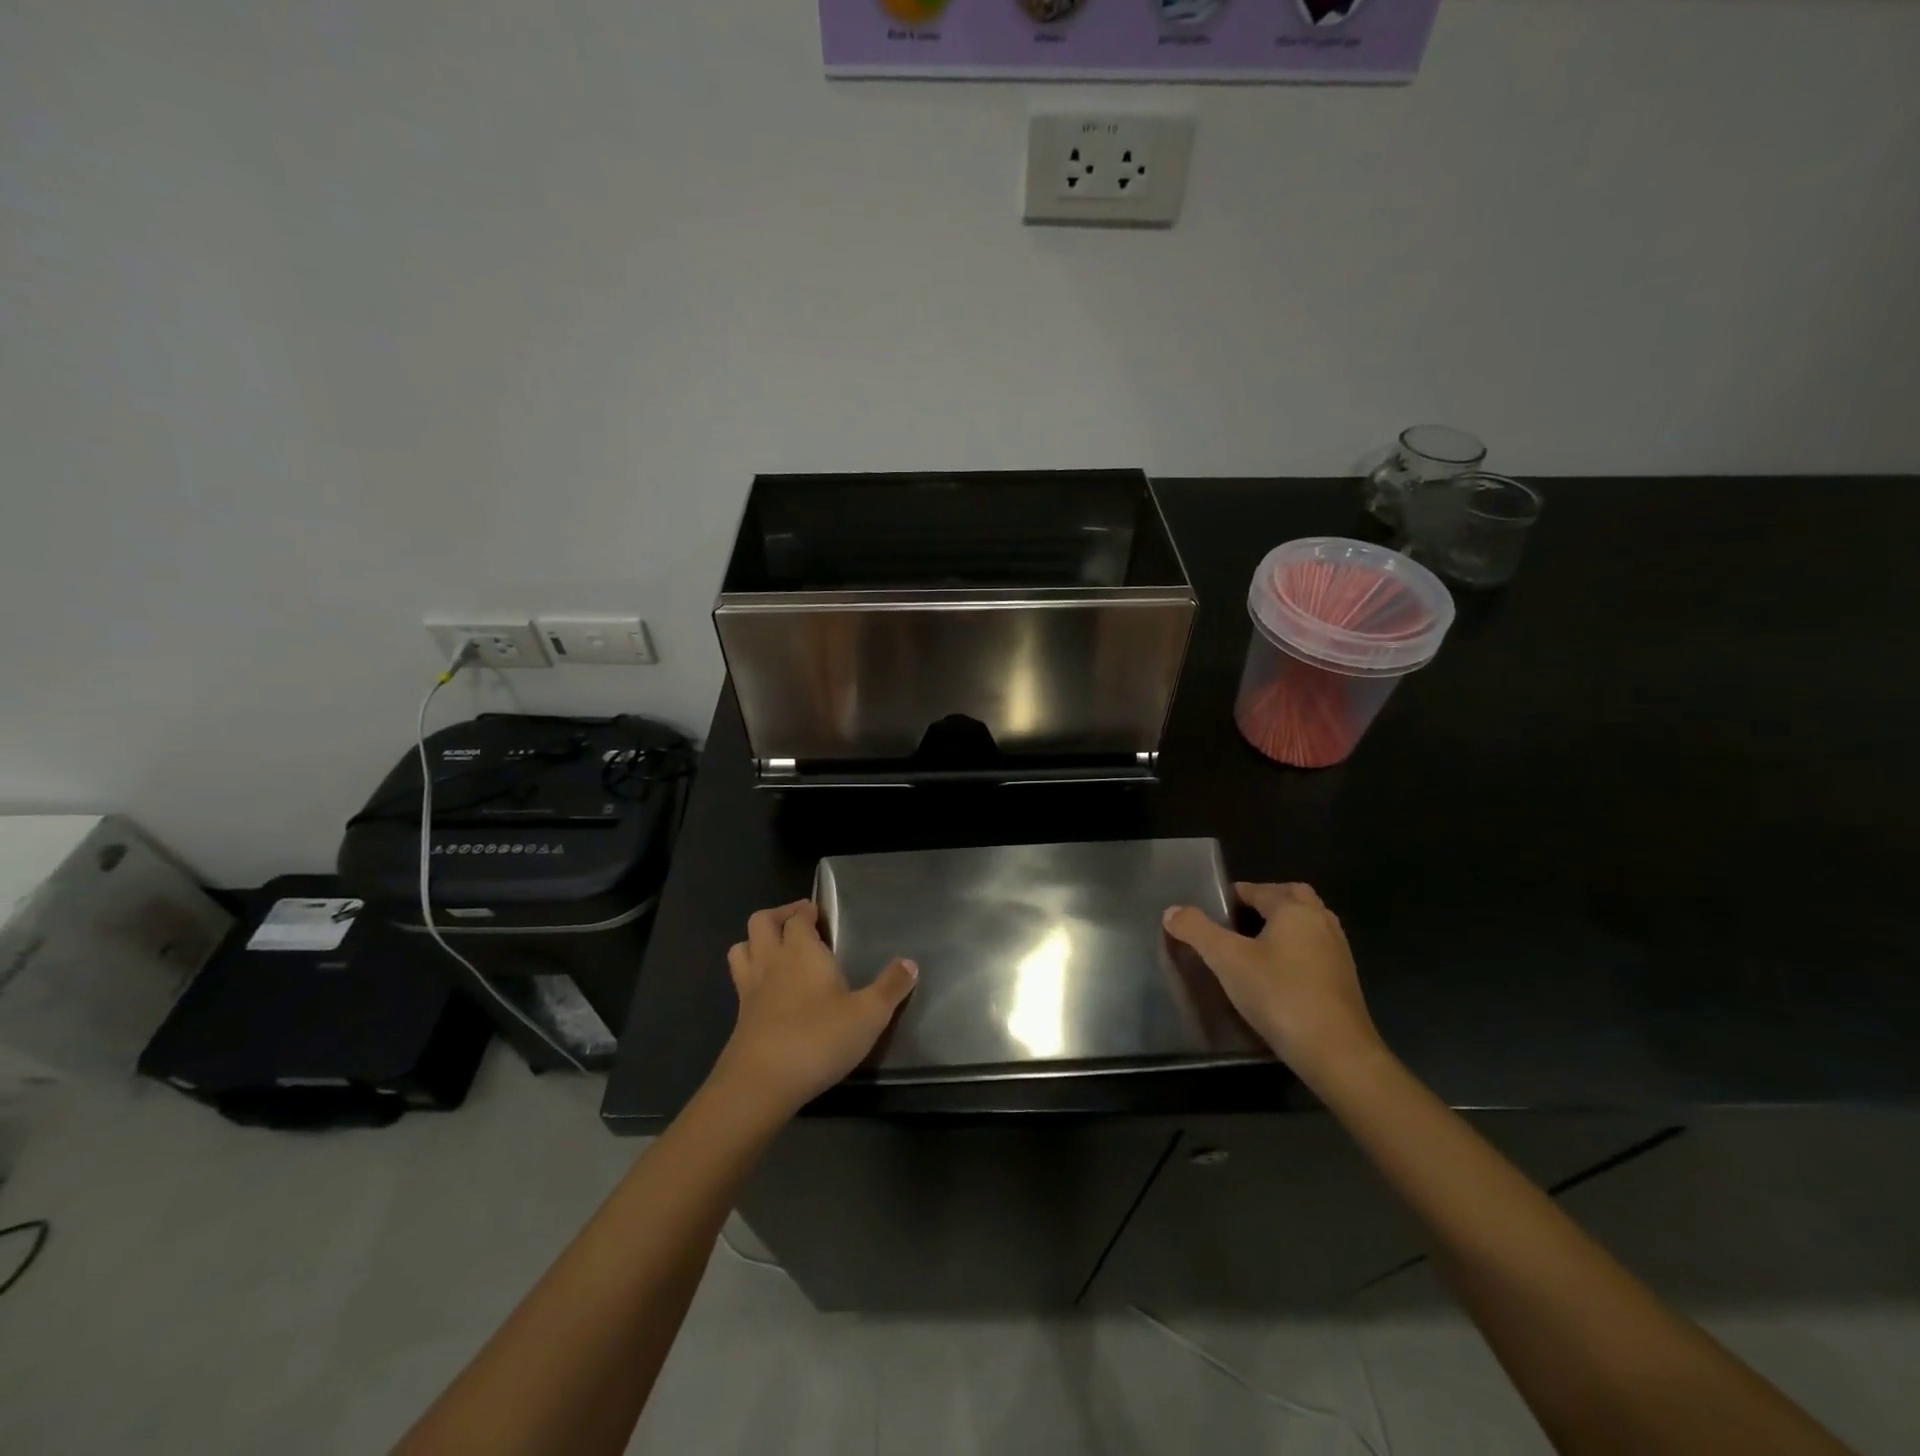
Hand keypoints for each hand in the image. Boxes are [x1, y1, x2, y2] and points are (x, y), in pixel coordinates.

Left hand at [712, 900, 917, 1116]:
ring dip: (756, 941)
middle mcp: (772, 961)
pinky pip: (739, 980)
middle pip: (762, 922)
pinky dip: (750, 973)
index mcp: (802, 951)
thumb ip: (890, 987)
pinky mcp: (739, 1017)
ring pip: (741, 948)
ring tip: (777, 949)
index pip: (798, 917)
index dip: (806, 911)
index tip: (818, 913)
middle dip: (778, 916)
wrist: (761, 1083)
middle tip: (798, 922)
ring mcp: (750, 989)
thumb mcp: (869, 1015)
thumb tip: (910, 963)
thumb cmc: (819, 1039)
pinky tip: (769, 991)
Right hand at [1163, 882, 1383, 1086]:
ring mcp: (1338, 952)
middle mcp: (1321, 922)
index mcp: (1294, 910)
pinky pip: (1317, 948)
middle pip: (1293, 896)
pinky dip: (1297, 948)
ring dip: (1285, 924)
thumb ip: (1197, 931)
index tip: (1213, 907)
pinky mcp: (1344, 980)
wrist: (1337, 1053)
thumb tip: (1171, 911)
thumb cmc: (1279, 995)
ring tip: (1255, 943)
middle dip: (1267, 900)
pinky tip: (1279, 972)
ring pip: (1309, 922)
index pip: (1259, 890)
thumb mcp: (1227, 961)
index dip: (1234, 894)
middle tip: (1238, 918)